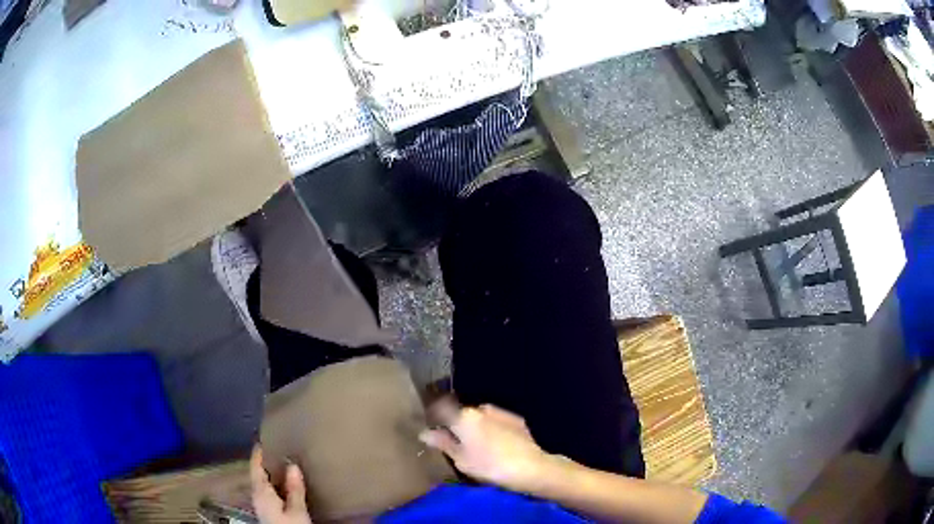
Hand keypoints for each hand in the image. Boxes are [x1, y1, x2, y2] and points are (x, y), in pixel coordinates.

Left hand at [250, 445, 312, 523]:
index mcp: (260, 491)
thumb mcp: (297, 510)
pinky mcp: (268, 513)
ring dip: (272, 476)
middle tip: (278, 451)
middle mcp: (257, 496)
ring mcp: (262, 505)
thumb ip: (294, 489)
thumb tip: (292, 465)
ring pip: (264, 485)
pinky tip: (286, 487)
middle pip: (259, 475)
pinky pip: (269, 493)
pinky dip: (275, 486)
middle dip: (267, 464)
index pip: (255, 467)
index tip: (263, 440)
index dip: (258, 454)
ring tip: (285, 467)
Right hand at [419, 400, 553, 492]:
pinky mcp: (517, 420)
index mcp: (463, 416)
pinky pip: (496, 422)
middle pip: (461, 413)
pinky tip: (495, 446)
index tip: (431, 428)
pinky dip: (491, 430)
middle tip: (455, 444)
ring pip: (480, 417)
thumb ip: (443, 443)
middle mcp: (481, 409)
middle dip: (456, 425)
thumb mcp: (461, 459)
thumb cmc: (489, 466)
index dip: (433, 416)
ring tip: (477, 447)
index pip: (440, 408)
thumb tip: (425, 433)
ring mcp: (501, 412)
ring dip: (475, 428)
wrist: (531, 467)